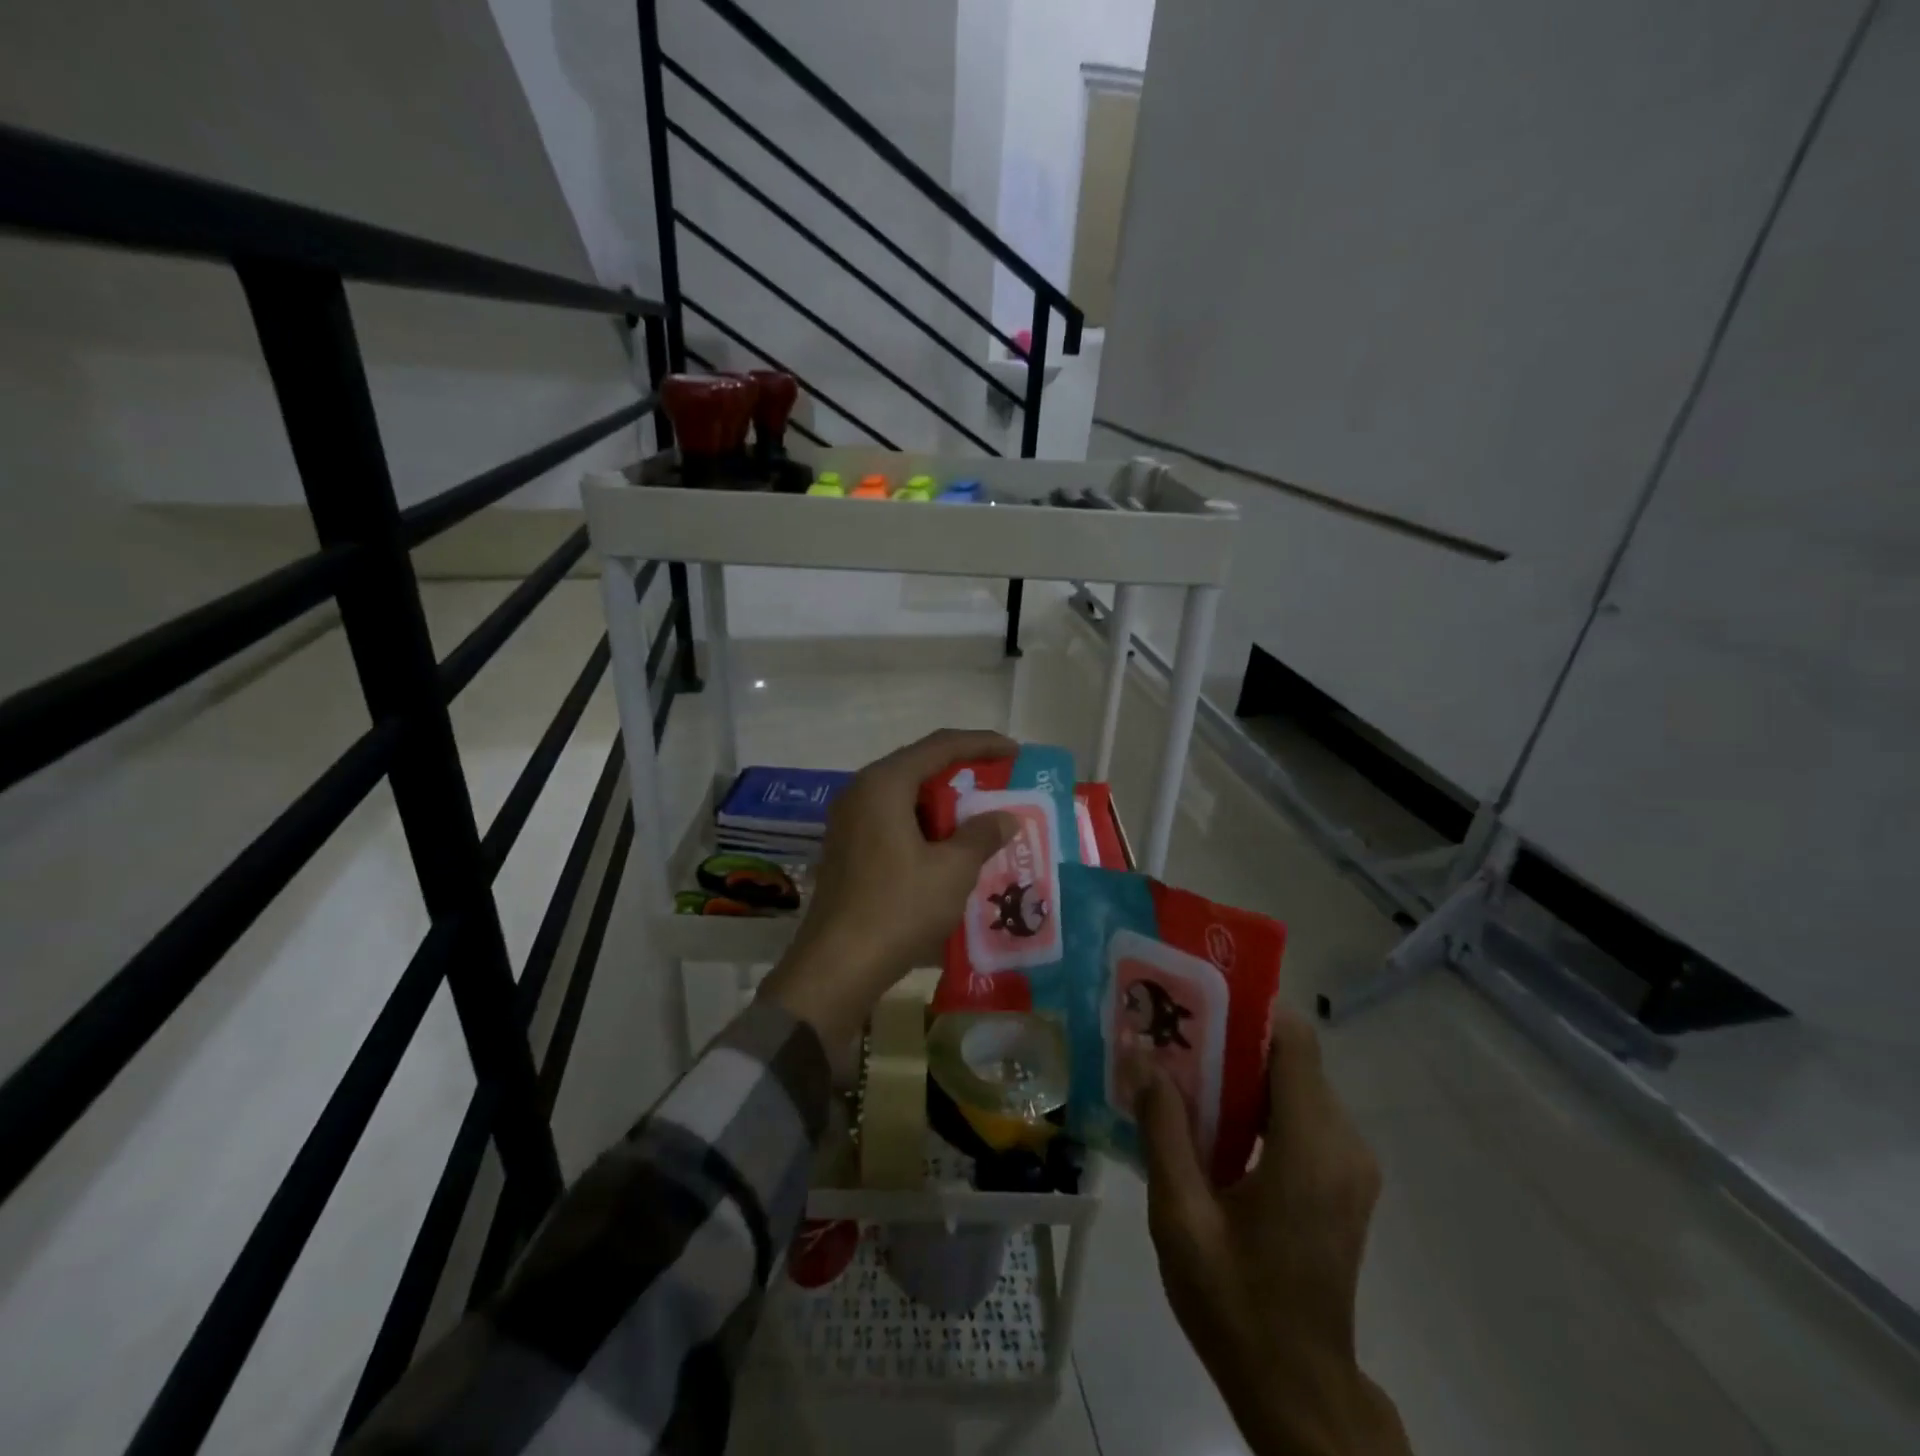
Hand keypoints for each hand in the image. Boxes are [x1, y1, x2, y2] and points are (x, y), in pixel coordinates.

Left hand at [757, 729, 1017, 1047]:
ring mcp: (849, 821)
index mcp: (884, 784)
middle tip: (1000, 784)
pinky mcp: (848, 848)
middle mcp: (861, 792)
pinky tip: (949, 849)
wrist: (837, 967)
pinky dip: (924, 826)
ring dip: (944, 805)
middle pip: (919, 767)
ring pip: (906, 797)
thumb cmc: (898, 908)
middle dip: (963, 774)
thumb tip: (1005, 817)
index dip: (981, 744)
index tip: (1015, 752)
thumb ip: (982, 834)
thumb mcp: (952, 870)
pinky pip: (893, 821)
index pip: (940, 745)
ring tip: (981, 819)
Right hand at [1135, 1008, 1409, 1455]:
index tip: (1194, 1000)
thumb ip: (1162, 1129)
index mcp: (1310, 1148)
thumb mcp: (1180, 1216)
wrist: (1298, 1389)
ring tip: (1183, 1071)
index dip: (1248, 1007)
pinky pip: (1302, 1115)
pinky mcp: (1344, 1181)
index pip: (1293, 1040)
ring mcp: (1350, 1165)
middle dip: (1233, 1037)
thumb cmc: (1235, 1303)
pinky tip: (1212, 1120)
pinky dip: (1259, 1103)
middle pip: (1292, 1057)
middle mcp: (1343, 1144)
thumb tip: (1141, 1054)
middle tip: (1173, 1034)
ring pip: (1296, 1083)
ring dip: (1243, 1071)